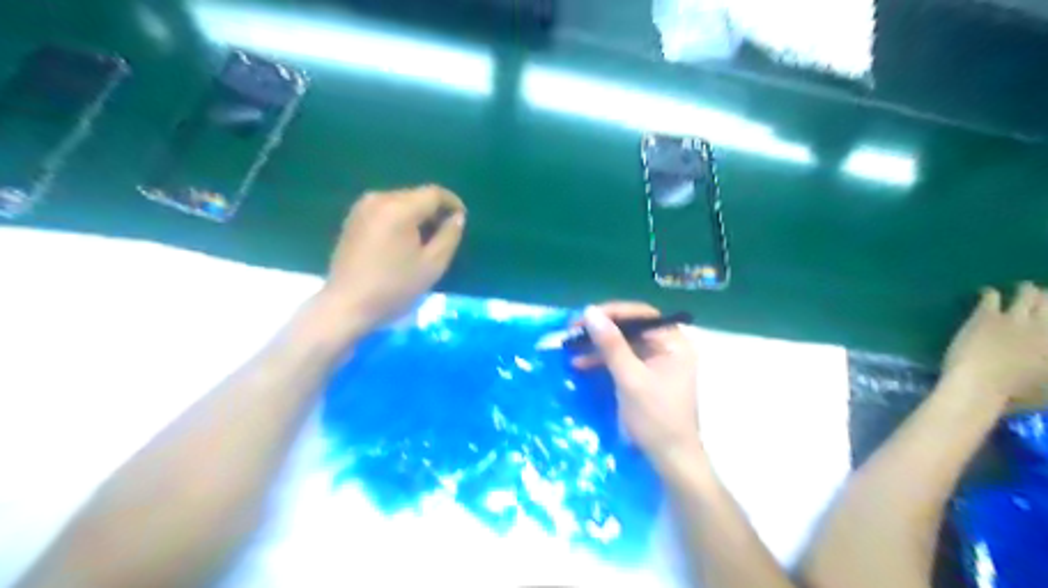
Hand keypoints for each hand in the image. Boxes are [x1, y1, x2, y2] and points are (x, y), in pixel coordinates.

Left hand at [319, 186, 466, 336]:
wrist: (347, 305)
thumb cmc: (394, 287)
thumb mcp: (433, 265)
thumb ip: (450, 236)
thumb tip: (457, 217)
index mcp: (399, 208)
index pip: (434, 193)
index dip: (453, 203)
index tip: (462, 220)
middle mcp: (379, 199)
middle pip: (416, 195)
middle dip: (434, 210)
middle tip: (445, 234)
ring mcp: (362, 207)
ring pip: (401, 202)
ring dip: (417, 215)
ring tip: (426, 240)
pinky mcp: (353, 218)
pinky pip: (385, 209)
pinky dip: (400, 219)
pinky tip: (403, 242)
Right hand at [576, 304, 698, 463]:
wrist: (669, 460)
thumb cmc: (655, 417)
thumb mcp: (630, 379)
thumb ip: (611, 344)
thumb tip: (590, 312)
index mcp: (673, 343)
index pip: (642, 314)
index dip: (612, 312)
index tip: (585, 316)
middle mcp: (667, 347)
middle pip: (631, 328)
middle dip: (601, 330)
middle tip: (573, 331)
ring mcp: (656, 363)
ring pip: (623, 344)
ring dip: (597, 346)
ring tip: (570, 348)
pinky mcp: (644, 377)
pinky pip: (621, 360)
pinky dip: (602, 361)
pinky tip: (580, 364)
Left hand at [947, 283, 1047, 405]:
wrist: (980, 384)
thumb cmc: (1017, 395)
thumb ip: (1046, 369)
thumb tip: (1041, 359)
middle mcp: (1044, 327)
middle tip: (1044, 294)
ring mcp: (1015, 318)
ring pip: (1027, 295)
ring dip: (1027, 290)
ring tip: (1025, 287)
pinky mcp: (986, 316)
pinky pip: (992, 297)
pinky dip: (991, 294)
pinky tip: (988, 292)